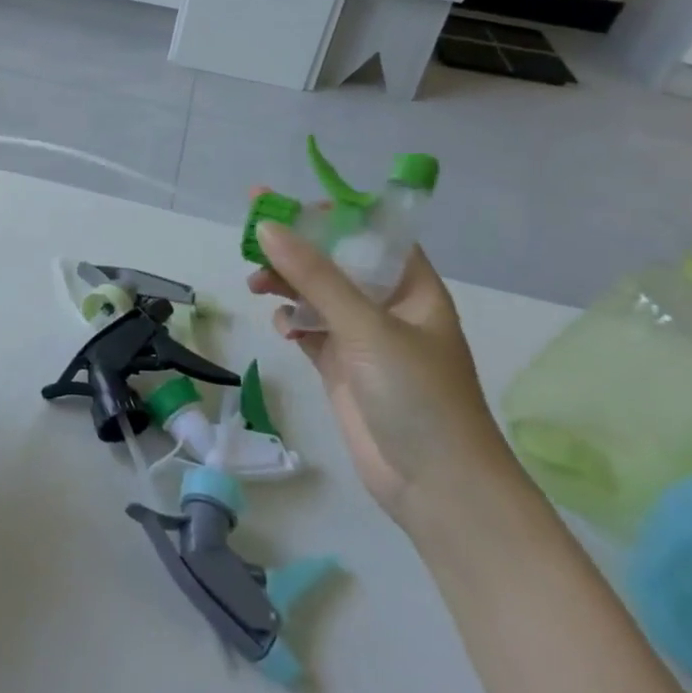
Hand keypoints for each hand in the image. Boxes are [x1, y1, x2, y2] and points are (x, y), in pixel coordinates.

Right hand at [248, 216, 515, 530]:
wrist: (437, 486)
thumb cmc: (418, 395)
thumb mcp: (366, 326)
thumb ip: (314, 275)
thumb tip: (266, 226)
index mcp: (412, 288)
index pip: (372, 234)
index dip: (334, 215)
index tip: (289, 206)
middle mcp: (388, 307)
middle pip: (335, 262)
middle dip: (297, 249)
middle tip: (253, 236)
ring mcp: (363, 339)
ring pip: (316, 295)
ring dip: (286, 284)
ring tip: (256, 284)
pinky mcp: (341, 368)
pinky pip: (309, 329)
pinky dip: (291, 322)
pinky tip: (281, 327)